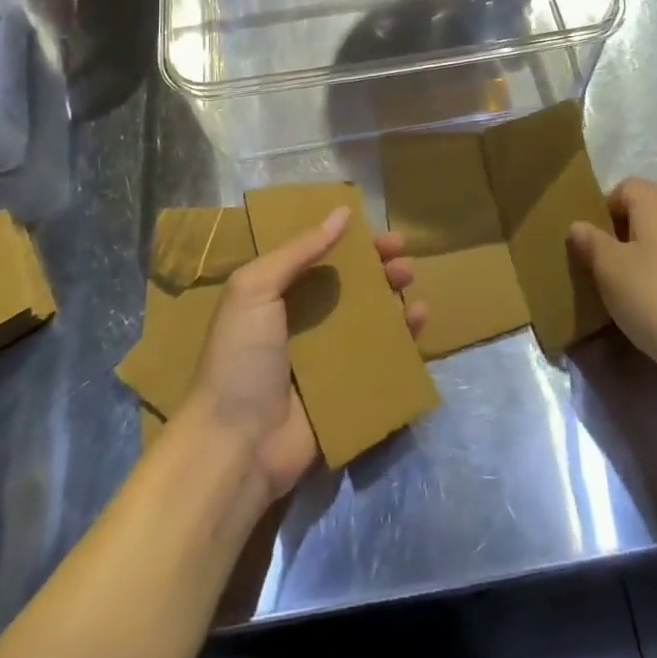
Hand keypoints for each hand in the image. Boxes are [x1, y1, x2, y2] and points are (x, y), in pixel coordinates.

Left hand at [185, 208, 425, 499]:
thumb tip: (343, 211)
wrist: (236, 446)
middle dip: (378, 267)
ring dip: (393, 297)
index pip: (320, 258)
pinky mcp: (348, 390)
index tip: (378, 231)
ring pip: (370, 319)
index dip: (350, 243)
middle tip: (403, 256)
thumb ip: (298, 250)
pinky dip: (403, 338)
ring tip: (411, 281)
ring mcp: (328, 359)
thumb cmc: (240, 358)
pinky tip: (419, 320)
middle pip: (350, 286)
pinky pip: (382, 358)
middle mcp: (304, 323)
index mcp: (277, 297)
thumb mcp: (255, 289)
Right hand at [567, 178, 656, 400]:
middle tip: (602, 269)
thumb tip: (578, 226)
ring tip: (625, 294)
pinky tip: (654, 312)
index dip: (604, 207)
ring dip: (642, 262)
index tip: (591, 240)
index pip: (626, 187)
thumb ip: (590, 243)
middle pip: (646, 214)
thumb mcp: (609, 270)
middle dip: (621, 237)